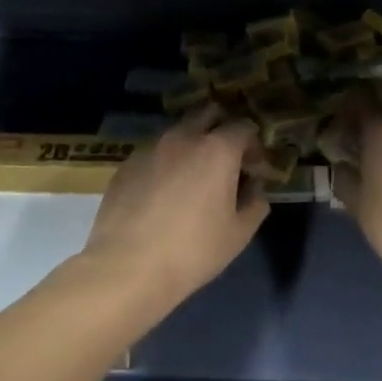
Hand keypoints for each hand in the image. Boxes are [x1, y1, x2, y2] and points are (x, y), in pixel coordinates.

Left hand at [80, 106, 268, 308]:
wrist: (126, 267)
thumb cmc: (193, 250)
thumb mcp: (238, 234)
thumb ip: (255, 203)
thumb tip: (253, 188)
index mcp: (217, 150)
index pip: (243, 127)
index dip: (254, 146)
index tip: (255, 170)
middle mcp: (183, 138)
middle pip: (207, 113)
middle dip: (222, 128)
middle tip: (226, 159)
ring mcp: (150, 148)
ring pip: (178, 132)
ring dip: (191, 145)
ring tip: (193, 178)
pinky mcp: (126, 165)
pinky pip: (154, 153)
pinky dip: (166, 163)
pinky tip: (163, 193)